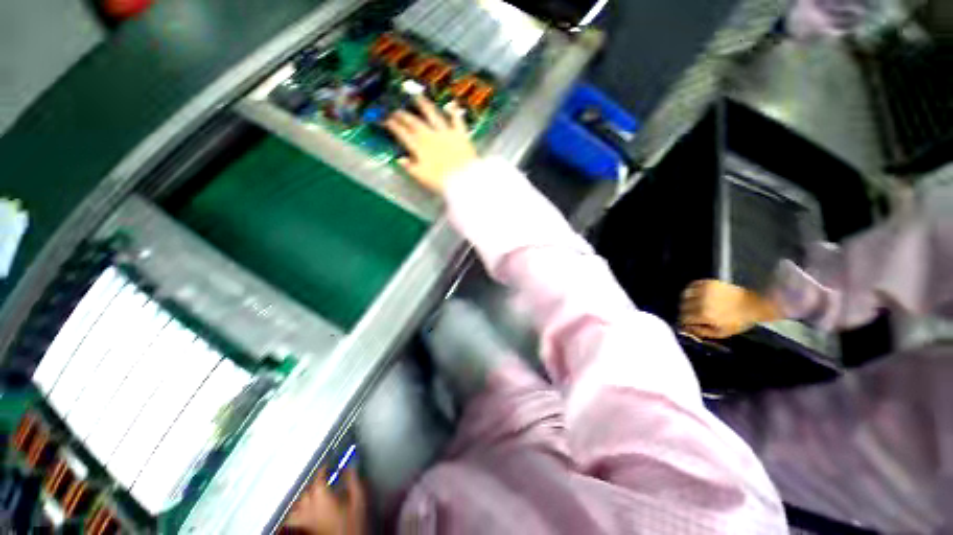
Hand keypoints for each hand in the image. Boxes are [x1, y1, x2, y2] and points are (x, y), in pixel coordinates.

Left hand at [284, 468, 365, 534]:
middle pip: (306, 490)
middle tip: (323, 478)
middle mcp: (309, 508)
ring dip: (304, 496)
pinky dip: (296, 511)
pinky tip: (301, 511)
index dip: (322, 469)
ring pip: (297, 504)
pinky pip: (293, 518)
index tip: (327, 465)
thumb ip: (353, 481)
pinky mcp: (304, 529)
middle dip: (314, 483)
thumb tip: (351, 465)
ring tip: (311, 492)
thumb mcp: (358, 499)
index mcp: (322, 498)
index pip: (318, 478)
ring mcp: (304, 521)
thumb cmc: (351, 523)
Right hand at [384, 96, 477, 193]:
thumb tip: (400, 160)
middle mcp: (431, 136)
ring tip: (418, 97)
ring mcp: (446, 134)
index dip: (394, 127)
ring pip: (433, 115)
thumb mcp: (422, 177)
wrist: (463, 180)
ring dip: (425, 105)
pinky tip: (453, 105)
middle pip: (415, 123)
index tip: (387, 121)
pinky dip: (455, 112)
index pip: (403, 134)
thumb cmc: (441, 182)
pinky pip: (457, 121)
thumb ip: (410, 168)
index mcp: (420, 148)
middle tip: (397, 111)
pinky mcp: (460, 135)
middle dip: (404, 116)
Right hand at [680, 280, 781, 338]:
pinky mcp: (707, 282)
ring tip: (692, 304)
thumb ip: (701, 332)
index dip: (686, 322)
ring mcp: (703, 290)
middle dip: (685, 311)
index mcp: (704, 315)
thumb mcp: (721, 333)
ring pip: (684, 295)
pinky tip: (695, 295)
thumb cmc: (738, 321)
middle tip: (691, 315)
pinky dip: (690, 291)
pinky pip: (691, 286)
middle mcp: (700, 301)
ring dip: (686, 300)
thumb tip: (686, 329)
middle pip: (682, 306)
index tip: (689, 324)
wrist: (753, 304)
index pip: (684, 318)